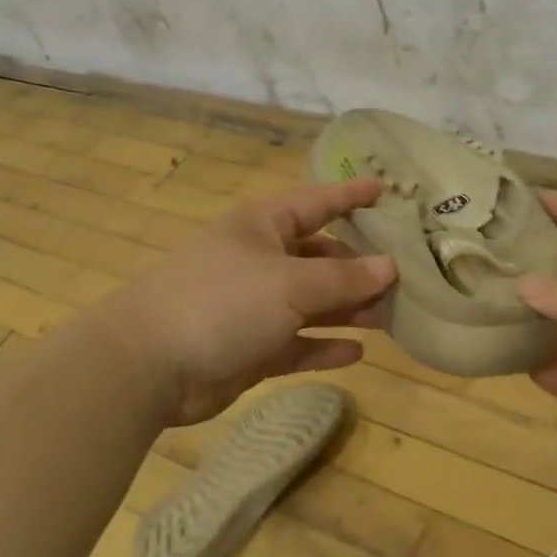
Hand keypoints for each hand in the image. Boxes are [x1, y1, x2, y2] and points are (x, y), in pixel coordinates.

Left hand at [95, 179, 396, 426]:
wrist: (149, 364)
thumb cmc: (223, 302)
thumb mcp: (290, 284)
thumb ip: (344, 278)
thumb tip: (390, 266)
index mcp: (263, 226)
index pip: (318, 202)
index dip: (352, 196)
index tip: (388, 192)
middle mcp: (261, 260)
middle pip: (321, 258)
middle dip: (360, 268)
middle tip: (407, 279)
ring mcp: (254, 306)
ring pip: (313, 304)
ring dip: (348, 310)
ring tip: (391, 318)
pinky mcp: (251, 347)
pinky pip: (297, 343)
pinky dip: (323, 347)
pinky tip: (357, 353)